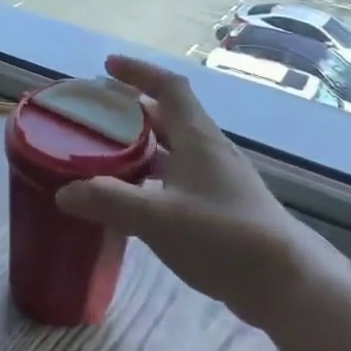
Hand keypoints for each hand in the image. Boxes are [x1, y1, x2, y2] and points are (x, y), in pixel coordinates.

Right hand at [54, 55, 321, 328]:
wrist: (286, 285)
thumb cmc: (223, 237)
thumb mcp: (158, 217)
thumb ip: (108, 201)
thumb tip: (64, 193)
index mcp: (198, 140)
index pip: (170, 88)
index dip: (139, 71)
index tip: (108, 66)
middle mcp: (209, 153)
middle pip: (168, 117)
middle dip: (131, 110)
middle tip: (95, 115)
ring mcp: (217, 182)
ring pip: (171, 151)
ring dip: (139, 147)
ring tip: (102, 156)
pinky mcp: (219, 209)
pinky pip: (176, 180)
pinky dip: (149, 180)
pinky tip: (130, 202)